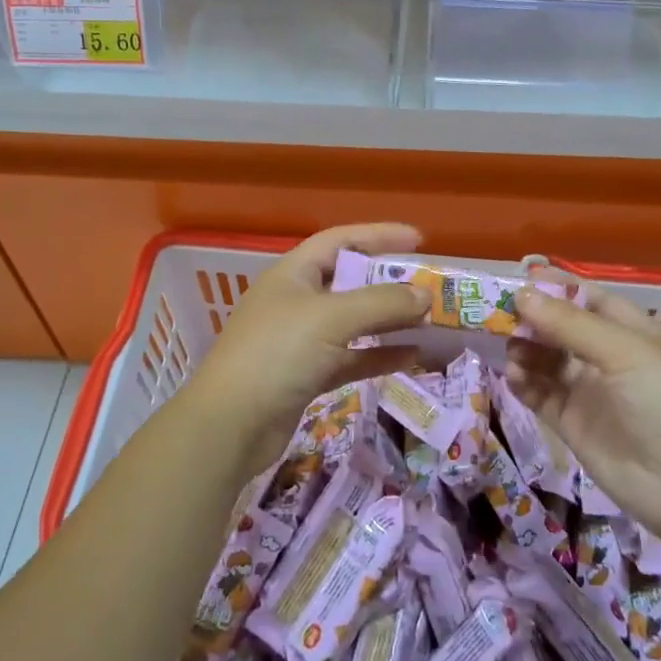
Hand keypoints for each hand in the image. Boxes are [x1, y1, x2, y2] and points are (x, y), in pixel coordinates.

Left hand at [181, 223, 429, 466]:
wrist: (230, 425)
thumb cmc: (278, 353)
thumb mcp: (332, 318)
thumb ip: (382, 303)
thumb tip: (425, 295)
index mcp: (293, 273)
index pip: (340, 240)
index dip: (378, 235)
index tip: (418, 239)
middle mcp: (296, 301)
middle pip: (350, 281)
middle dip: (389, 283)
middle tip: (430, 284)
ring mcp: (301, 340)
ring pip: (354, 322)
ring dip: (389, 320)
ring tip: (429, 320)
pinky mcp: (307, 376)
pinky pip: (351, 357)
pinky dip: (379, 355)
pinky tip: (412, 358)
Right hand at [507, 273, 660, 545]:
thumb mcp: (624, 352)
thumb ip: (570, 324)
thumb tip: (522, 294)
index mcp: (630, 331)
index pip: (586, 297)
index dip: (554, 287)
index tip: (517, 277)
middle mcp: (607, 356)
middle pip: (559, 328)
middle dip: (530, 319)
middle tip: (495, 313)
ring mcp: (588, 391)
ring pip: (545, 360)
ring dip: (524, 350)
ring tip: (508, 349)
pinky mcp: (571, 423)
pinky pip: (539, 394)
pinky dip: (523, 383)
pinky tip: (512, 376)